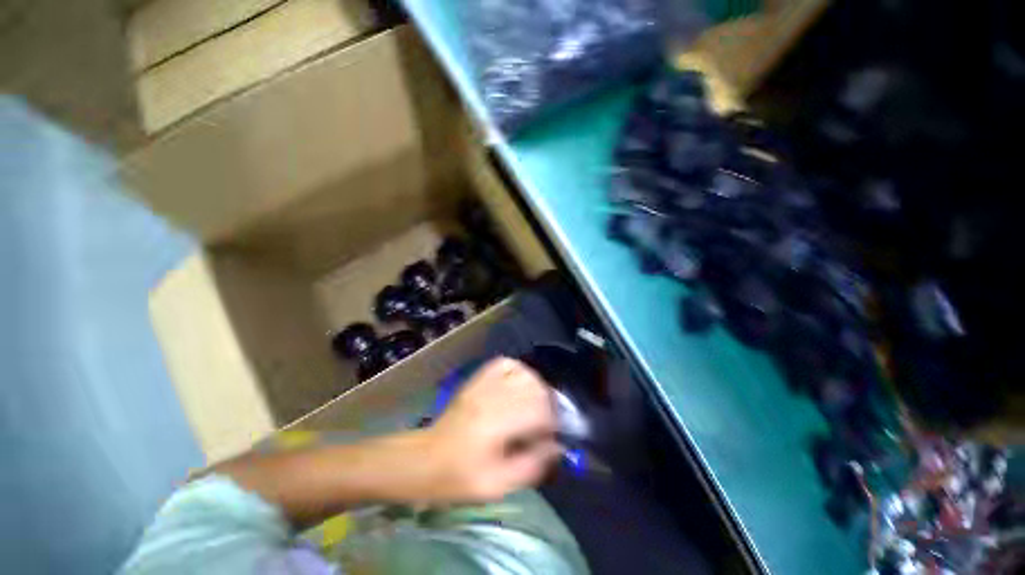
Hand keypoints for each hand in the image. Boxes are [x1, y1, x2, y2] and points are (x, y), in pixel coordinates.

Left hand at [421, 358, 560, 502]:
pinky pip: (504, 364)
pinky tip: (519, 386)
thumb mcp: (497, 485)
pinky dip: (518, 370)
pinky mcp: (477, 379)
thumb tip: (558, 447)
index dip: (553, 422)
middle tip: (547, 422)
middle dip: (548, 404)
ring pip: (523, 372)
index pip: (538, 410)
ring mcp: (483, 384)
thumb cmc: (459, 478)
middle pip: (534, 387)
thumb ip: (531, 465)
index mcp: (495, 424)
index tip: (553, 436)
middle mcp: (491, 396)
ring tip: (535, 405)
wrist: (425, 460)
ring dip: (536, 387)